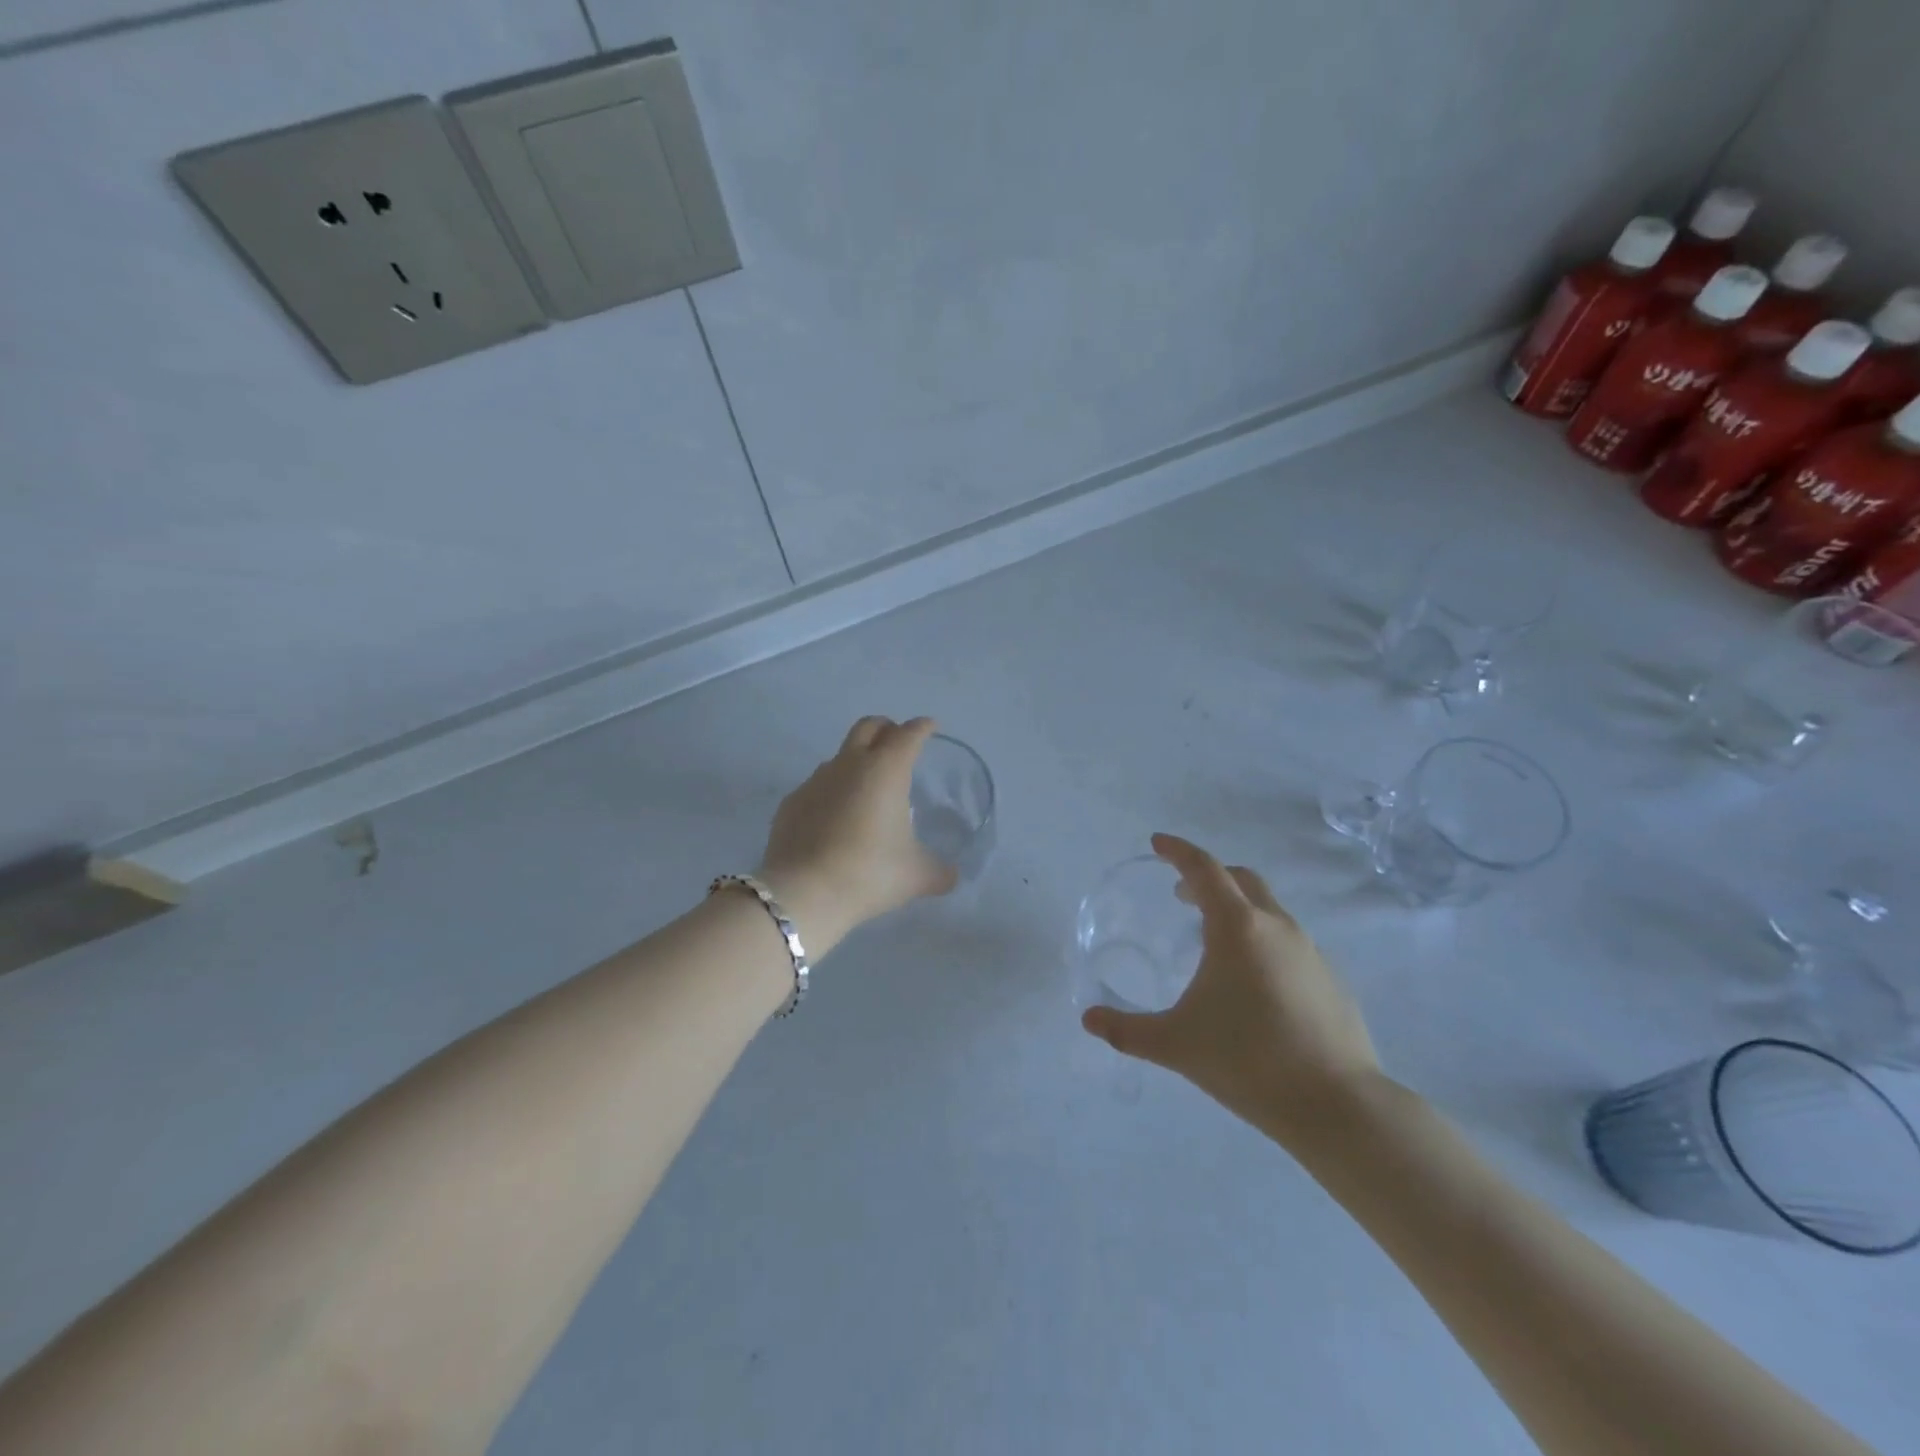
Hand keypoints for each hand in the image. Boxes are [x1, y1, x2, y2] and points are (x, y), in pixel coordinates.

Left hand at [758, 716, 957, 949]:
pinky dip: (832, 792)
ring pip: (840, 756)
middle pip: (868, 727)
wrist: (803, 892)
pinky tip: (836, 819)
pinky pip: (817, 786)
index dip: (922, 727)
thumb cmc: (869, 873)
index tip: (930, 727)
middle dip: (886, 728)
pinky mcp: (792, 802)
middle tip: (897, 743)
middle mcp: (849, 765)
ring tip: (867, 790)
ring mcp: (815, 781)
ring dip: (856, 761)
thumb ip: (939, 871)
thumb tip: (951, 876)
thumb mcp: (916, 876)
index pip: (909, 735)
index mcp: (886, 770)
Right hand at [1080, 834, 1380, 1145]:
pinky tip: (1253, 983)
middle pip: (1241, 880)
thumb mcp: (1176, 1044)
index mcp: (1237, 927)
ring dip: (1237, 910)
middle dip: (1209, 877)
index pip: (1203, 869)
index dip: (1178, 851)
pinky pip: (1289, 942)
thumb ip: (1127, 1030)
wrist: (1337, 1105)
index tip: (1157, 843)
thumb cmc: (1248, 1060)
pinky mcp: (1331, 979)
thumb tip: (1089, 1020)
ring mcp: (1310, 951)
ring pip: (1269, 910)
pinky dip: (1263, 940)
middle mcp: (1276, 927)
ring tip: (1213, 942)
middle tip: (1181, 895)